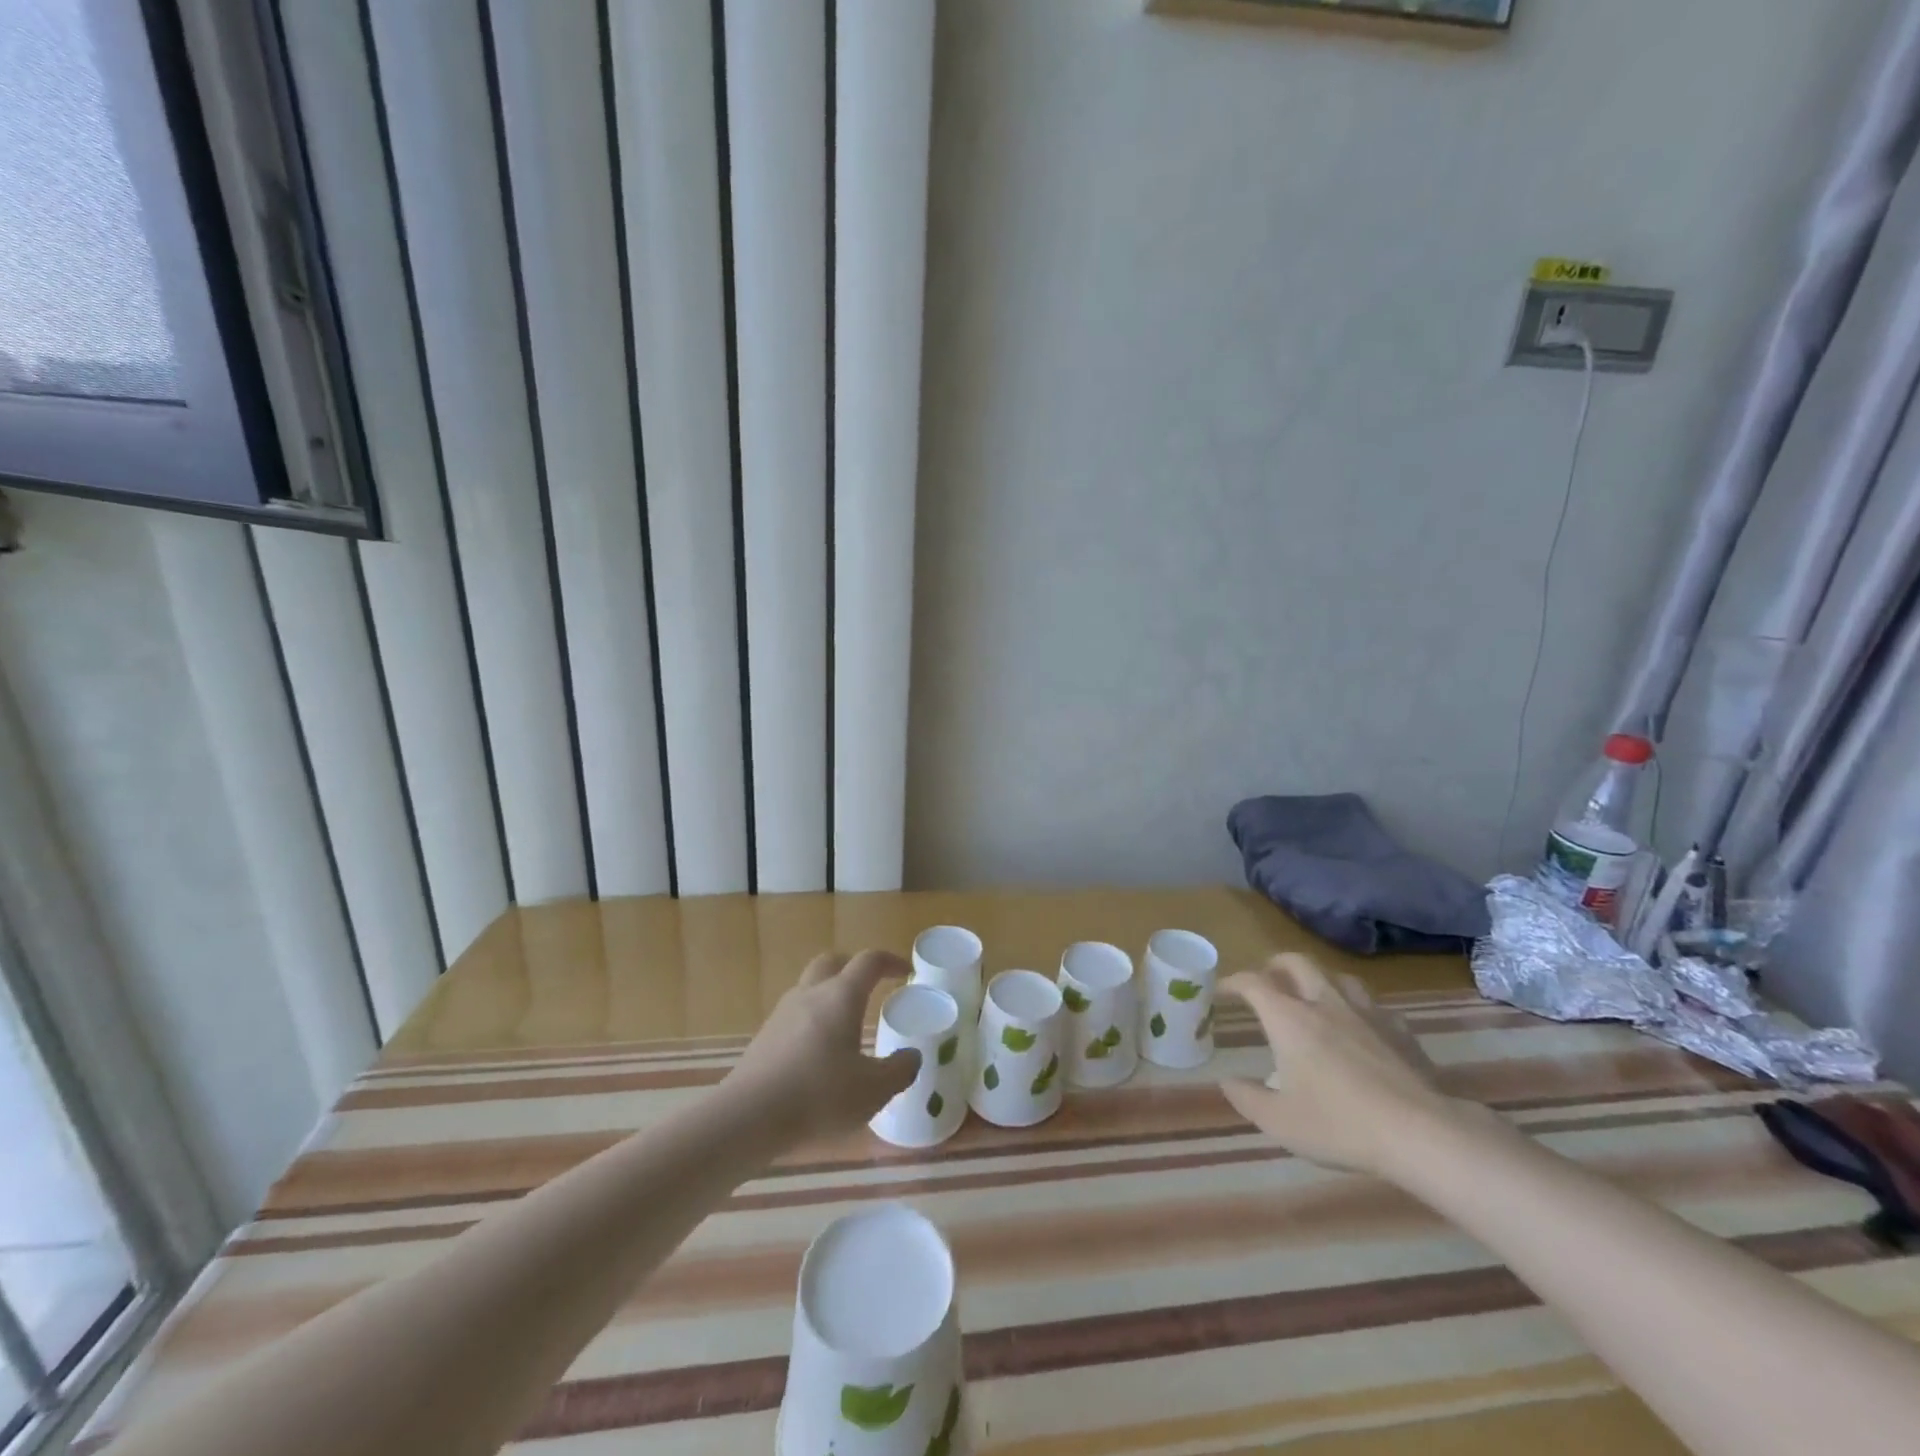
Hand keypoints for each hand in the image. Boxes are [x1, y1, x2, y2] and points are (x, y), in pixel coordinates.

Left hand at [724, 950, 920, 1142]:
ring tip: (845, 1025)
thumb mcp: (873, 1091)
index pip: (869, 961)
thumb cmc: (819, 1097)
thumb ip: (899, 1070)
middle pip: (832, 962)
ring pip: (809, 988)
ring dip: (829, 995)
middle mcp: (810, 995)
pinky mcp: (763, 1038)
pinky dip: (811, 1022)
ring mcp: (782, 1014)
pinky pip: (794, 1016)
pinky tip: (817, 1055)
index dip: (890, 962)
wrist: (747, 1119)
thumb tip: (912, 1056)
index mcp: (841, 996)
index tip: (905, 972)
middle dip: (853, 968)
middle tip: (871, 988)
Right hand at [1218, 954, 1457, 1176]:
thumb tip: (1227, 1081)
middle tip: (1267, 978)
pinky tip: (1362, 1028)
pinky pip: (1375, 1006)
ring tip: (1314, 996)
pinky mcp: (1400, 1031)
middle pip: (1297, 962)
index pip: (1253, 983)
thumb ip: (1247, 1098)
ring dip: (1320, 979)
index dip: (1233, 981)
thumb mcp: (1279, 1122)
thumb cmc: (1339, 1124)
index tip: (1222, 989)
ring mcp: (1366, 1013)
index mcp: (1289, 1019)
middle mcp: (1324, 1003)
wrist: (1420, 1134)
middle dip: (1276, 964)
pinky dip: (1359, 1009)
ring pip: (1338, 977)